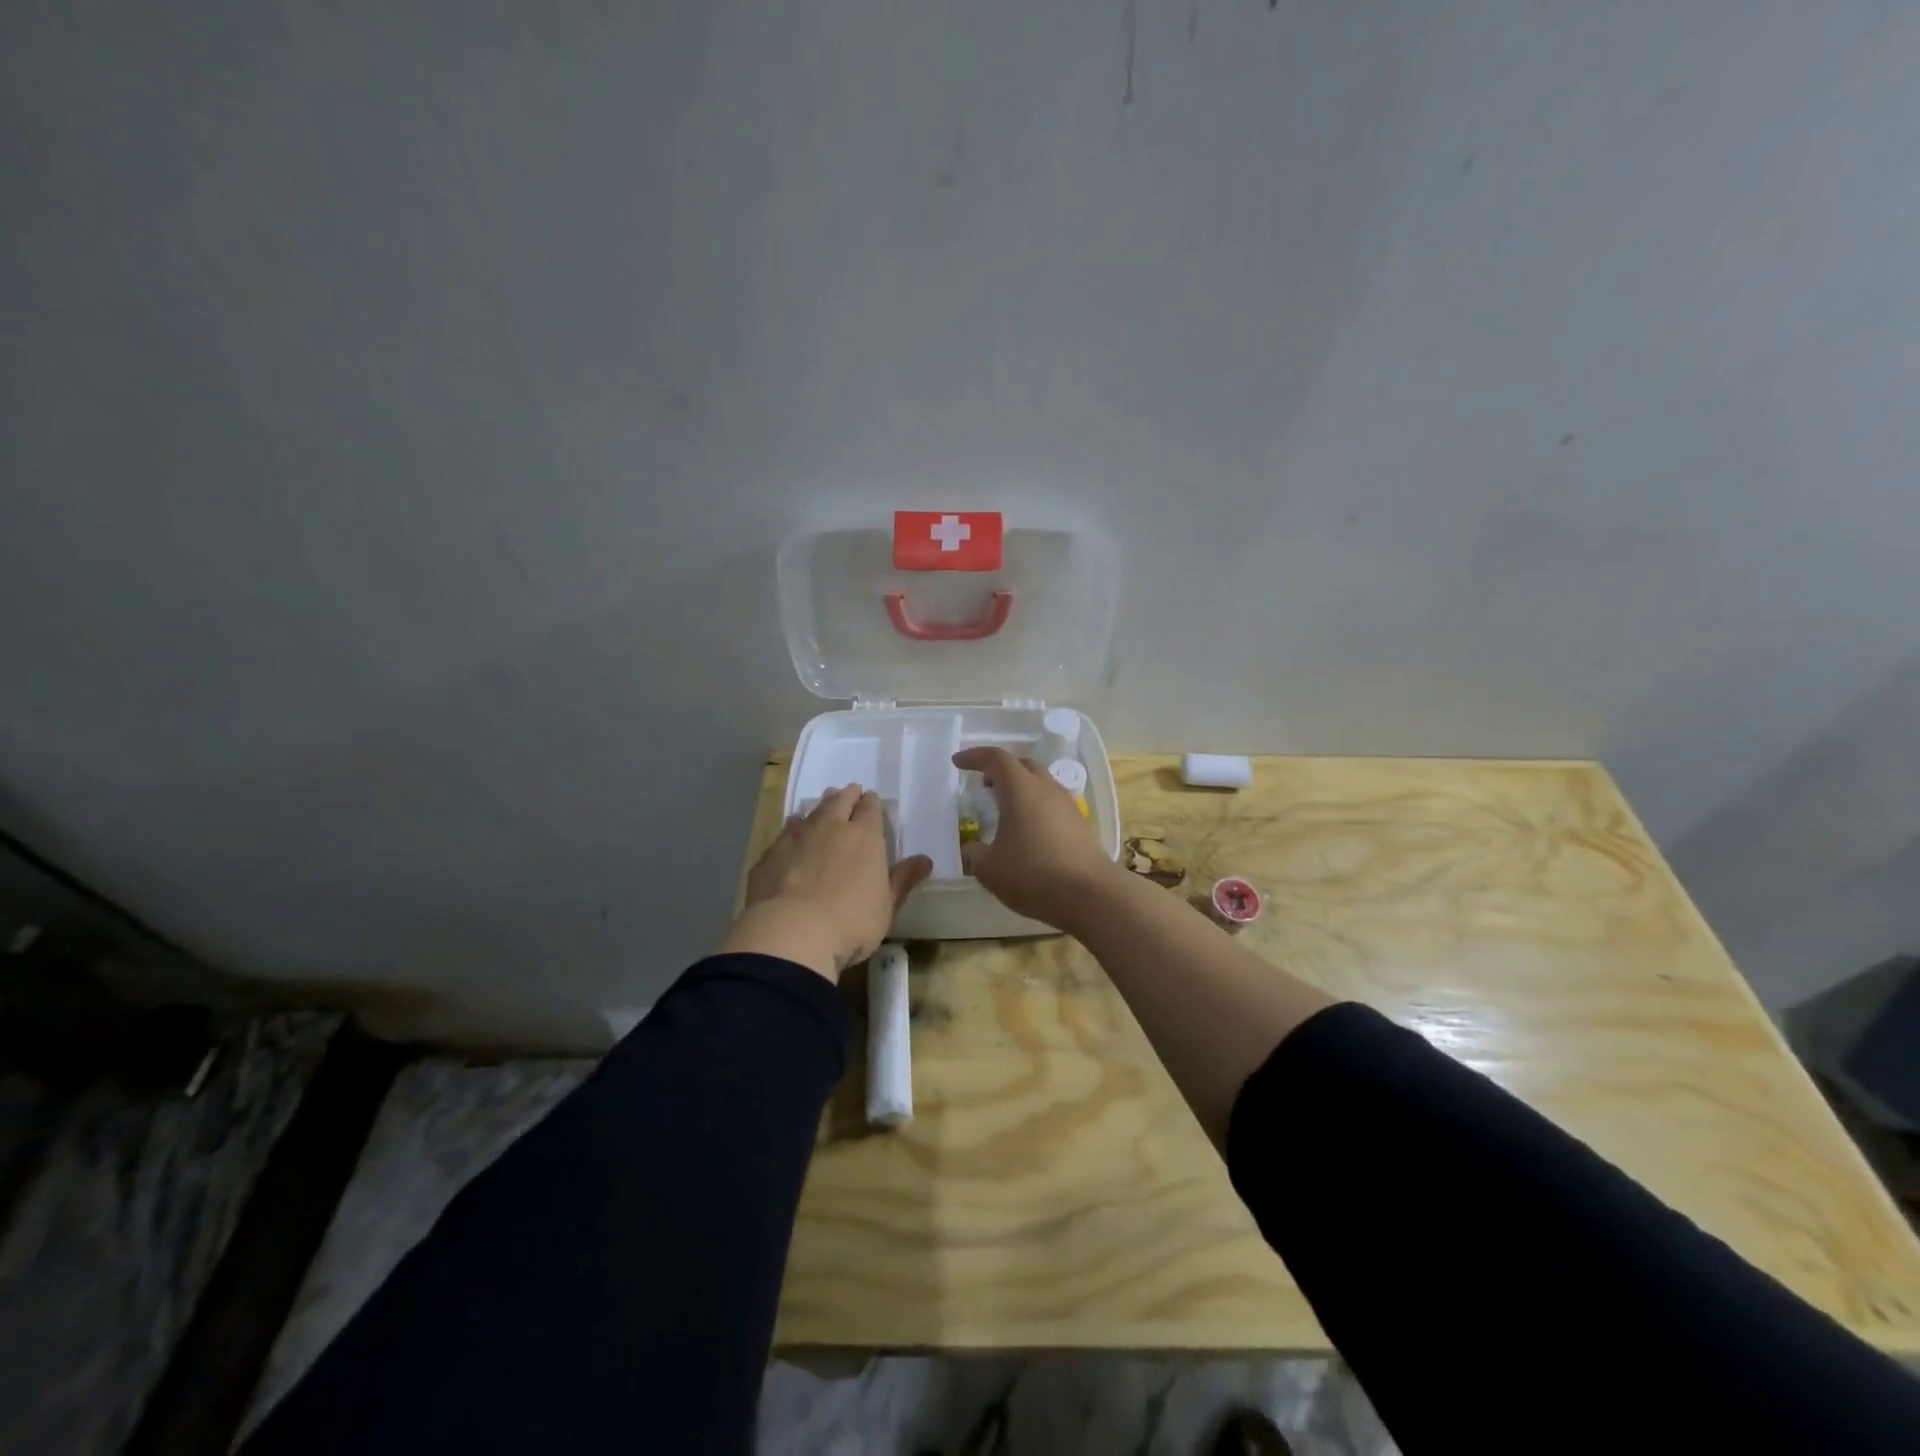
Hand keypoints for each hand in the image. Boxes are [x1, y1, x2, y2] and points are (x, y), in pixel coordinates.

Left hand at [720, 785, 932, 981]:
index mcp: (864, 836)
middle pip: (839, 801)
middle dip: (846, 796)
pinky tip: (791, 837)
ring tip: (821, 809)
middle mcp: (831, 827)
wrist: (792, 932)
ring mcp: (796, 838)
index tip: (871, 801)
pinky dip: (792, 831)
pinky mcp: (770, 854)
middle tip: (848, 793)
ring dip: (818, 810)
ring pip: (810, 813)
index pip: (870, 808)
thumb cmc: (852, 921)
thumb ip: (903, 879)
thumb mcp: (887, 906)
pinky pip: (785, 833)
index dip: (871, 803)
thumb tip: (925, 859)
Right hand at [951, 747, 1121, 932]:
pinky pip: (1051, 803)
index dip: (975, 756)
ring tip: (1004, 809)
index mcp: (1020, 789)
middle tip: (983, 783)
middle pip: (1022, 765)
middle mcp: (1046, 788)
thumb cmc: (1033, 874)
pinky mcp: (1079, 824)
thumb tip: (972, 849)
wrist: (1090, 894)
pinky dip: (1034, 806)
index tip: (958, 762)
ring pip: (1040, 783)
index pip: (996, 758)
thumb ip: (974, 854)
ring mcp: (1067, 805)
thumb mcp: (989, 869)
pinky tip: (1027, 831)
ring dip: (1020, 788)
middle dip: (1001, 770)